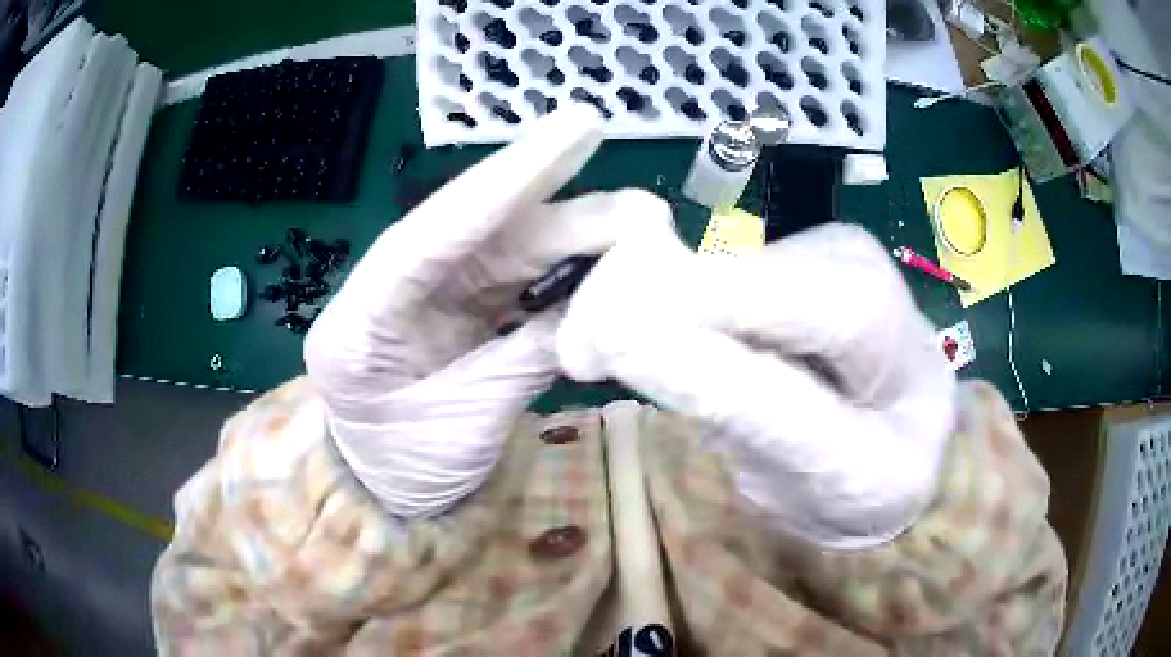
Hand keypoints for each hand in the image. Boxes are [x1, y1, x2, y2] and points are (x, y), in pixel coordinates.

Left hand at [304, 104, 657, 518]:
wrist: (387, 491)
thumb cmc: (408, 471)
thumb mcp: (464, 428)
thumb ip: (526, 358)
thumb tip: (602, 302)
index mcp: (360, 322)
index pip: (436, 234)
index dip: (507, 181)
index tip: (574, 132)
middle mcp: (389, 289)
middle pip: (479, 230)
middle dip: (554, 201)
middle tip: (628, 186)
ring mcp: (424, 294)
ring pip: (504, 247)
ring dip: (571, 237)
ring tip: (637, 230)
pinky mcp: (455, 307)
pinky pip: (514, 278)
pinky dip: (561, 272)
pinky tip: (605, 263)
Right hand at [557, 221, 956, 548]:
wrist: (897, 438)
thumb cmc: (877, 472)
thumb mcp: (834, 470)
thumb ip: (752, 409)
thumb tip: (639, 339)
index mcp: (887, 321)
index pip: (790, 305)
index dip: (689, 317)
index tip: (595, 345)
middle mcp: (845, 260)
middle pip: (733, 271)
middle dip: (642, 306)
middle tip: (575, 353)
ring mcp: (808, 250)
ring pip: (705, 264)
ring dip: (637, 303)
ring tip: (591, 351)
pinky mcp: (776, 260)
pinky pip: (702, 274)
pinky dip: (654, 301)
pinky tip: (634, 335)